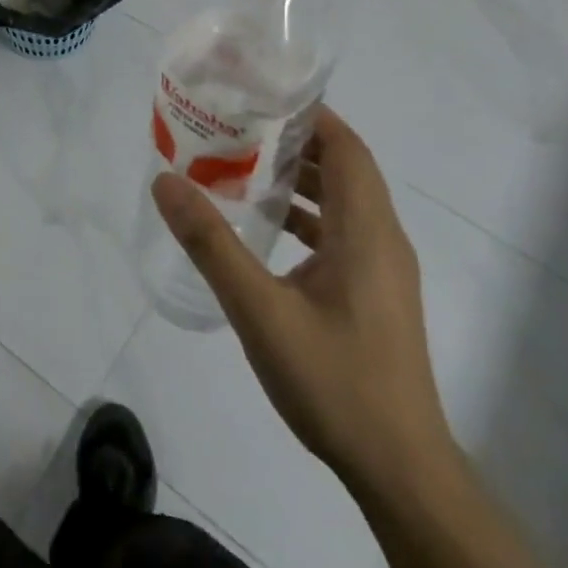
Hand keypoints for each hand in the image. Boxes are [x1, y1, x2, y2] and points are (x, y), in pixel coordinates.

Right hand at [151, 106, 453, 494]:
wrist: (401, 471)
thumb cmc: (335, 382)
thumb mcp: (260, 311)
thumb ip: (211, 244)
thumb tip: (166, 182)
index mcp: (366, 230)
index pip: (346, 147)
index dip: (309, 114)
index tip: (259, 97)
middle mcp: (382, 239)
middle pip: (344, 167)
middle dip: (294, 141)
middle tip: (237, 127)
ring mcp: (383, 269)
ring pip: (342, 201)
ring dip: (299, 178)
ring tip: (242, 166)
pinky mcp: (375, 294)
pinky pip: (341, 232)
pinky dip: (306, 215)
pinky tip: (265, 228)